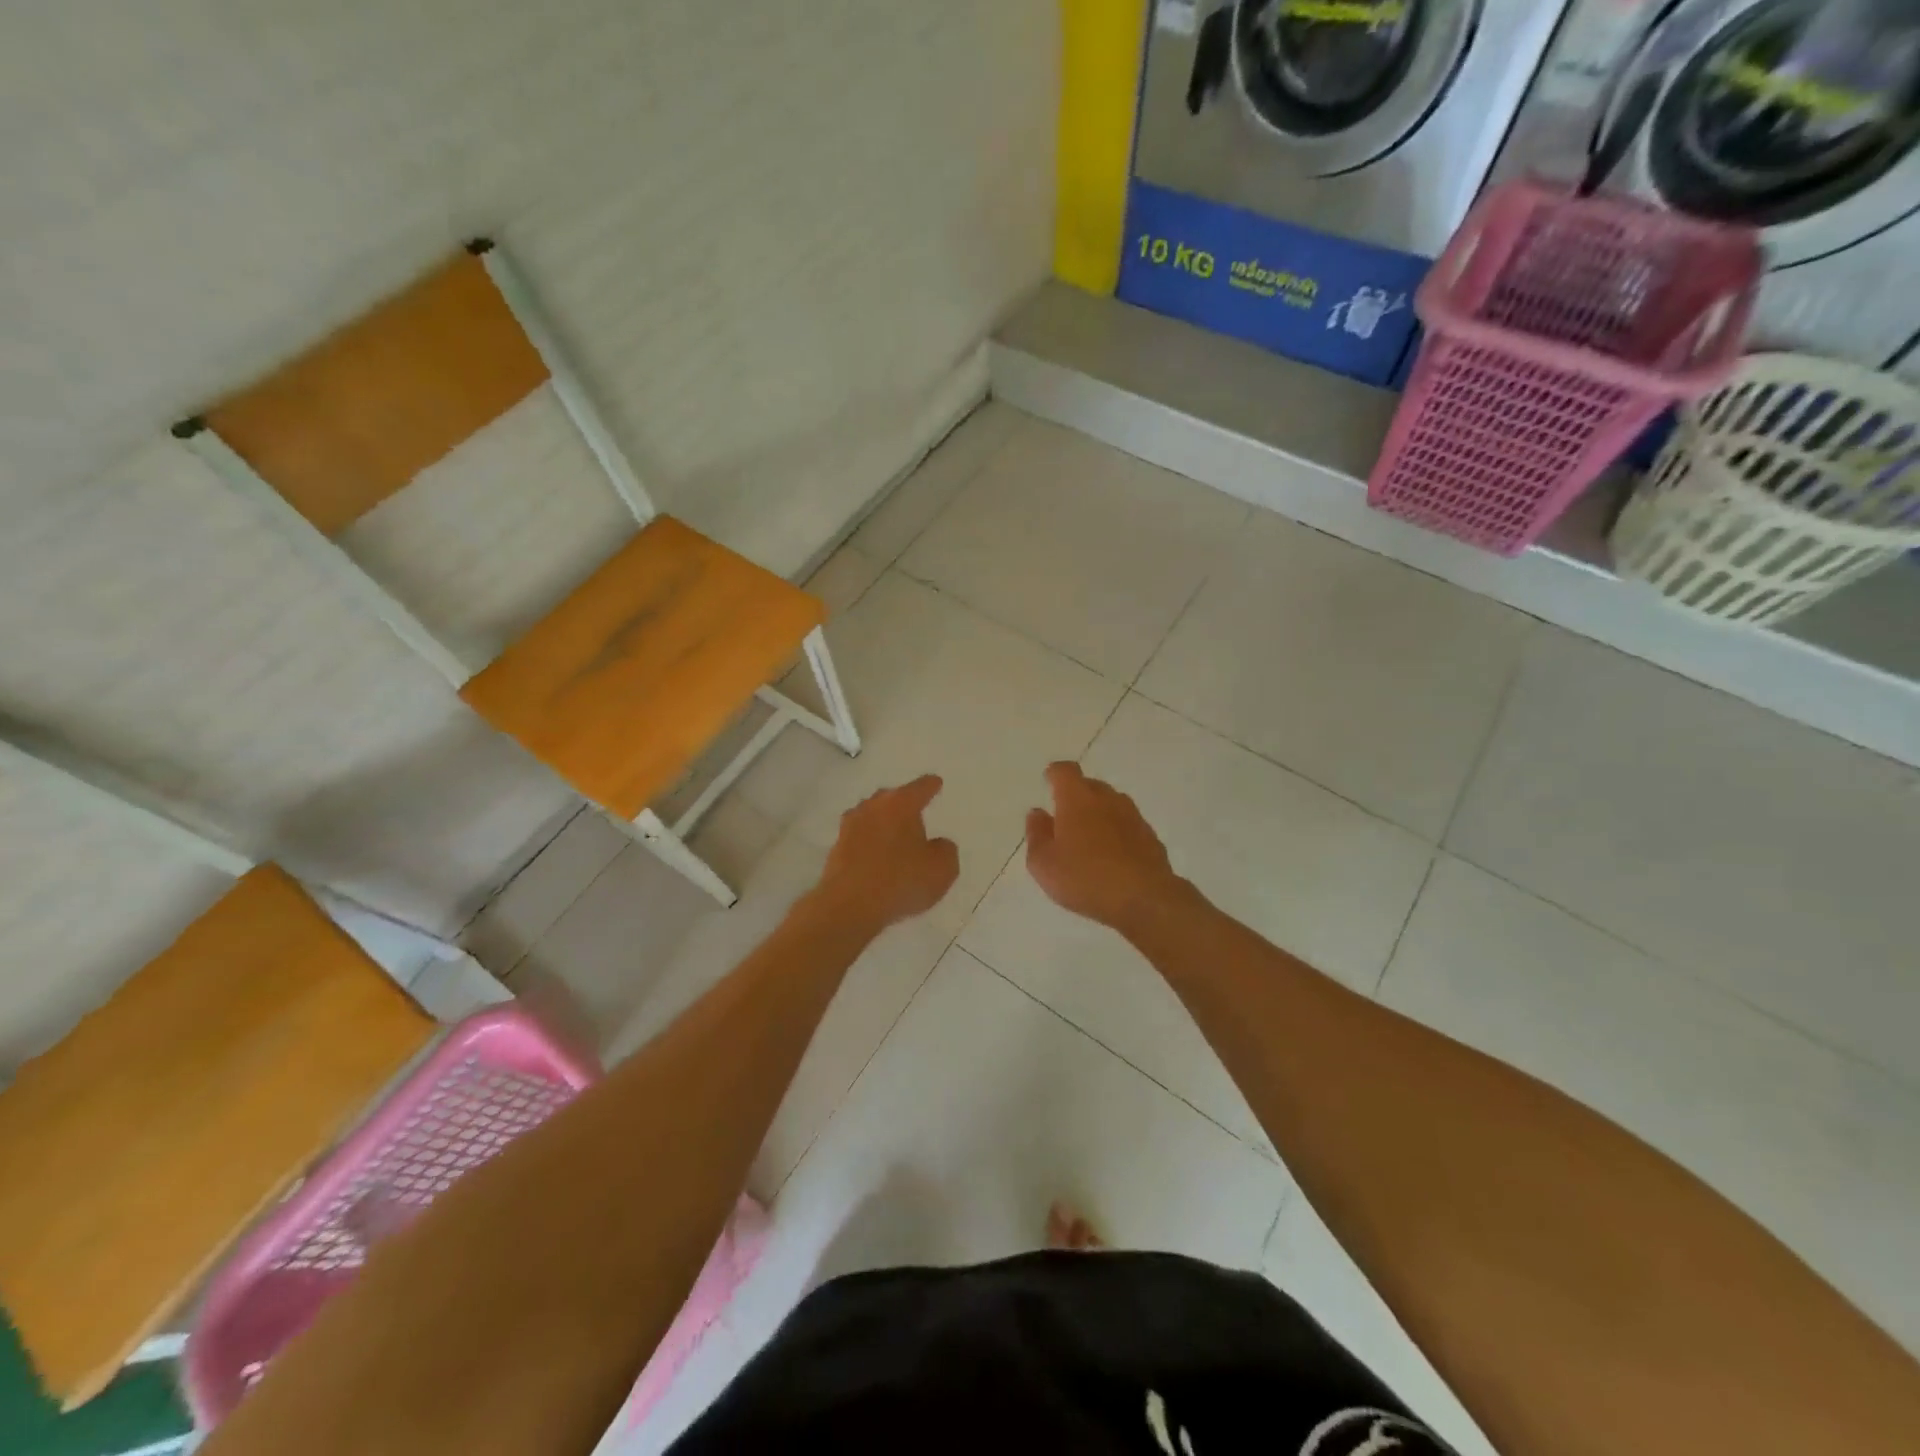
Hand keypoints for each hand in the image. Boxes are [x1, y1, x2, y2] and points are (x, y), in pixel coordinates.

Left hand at [813, 775, 959, 930]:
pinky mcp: (837, 849)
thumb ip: (945, 850)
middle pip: (891, 798)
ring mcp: (850, 827)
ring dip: (883, 823)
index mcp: (901, 803)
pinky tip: (877, 858)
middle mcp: (873, 807)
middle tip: (915, 814)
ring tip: (895, 836)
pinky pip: (860, 839)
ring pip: (872, 816)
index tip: (935, 783)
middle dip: (903, 804)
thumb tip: (937, 845)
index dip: (931, 786)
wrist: (849, 906)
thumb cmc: (901, 880)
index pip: (920, 788)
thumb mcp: (942, 868)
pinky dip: (869, 844)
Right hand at [1025, 762, 1188, 934]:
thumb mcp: (1044, 863)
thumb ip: (1037, 834)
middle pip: (1090, 785)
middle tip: (1065, 818)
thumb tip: (1037, 814)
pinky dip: (1117, 833)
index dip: (1055, 773)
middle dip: (1076, 795)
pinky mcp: (1150, 837)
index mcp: (1077, 799)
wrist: (1144, 898)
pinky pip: (1127, 826)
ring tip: (1088, 838)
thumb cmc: (1085, 877)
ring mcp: (1133, 816)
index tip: (1049, 780)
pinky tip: (1111, 856)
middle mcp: (1107, 799)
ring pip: (1111, 804)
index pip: (1065, 771)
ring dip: (1098, 814)